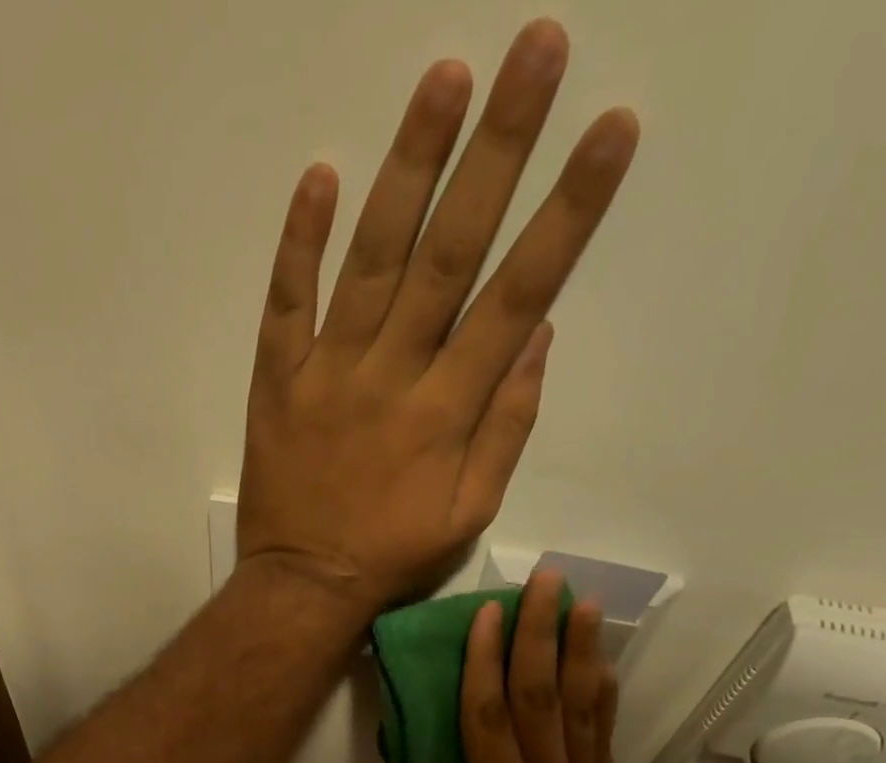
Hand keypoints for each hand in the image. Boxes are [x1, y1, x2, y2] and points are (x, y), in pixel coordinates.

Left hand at [235, 19, 637, 612]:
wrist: (304, 587)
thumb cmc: (392, 557)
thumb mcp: (470, 513)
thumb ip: (506, 428)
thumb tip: (536, 336)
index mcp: (447, 410)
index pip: (517, 294)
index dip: (567, 212)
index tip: (609, 131)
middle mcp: (392, 374)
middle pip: (450, 251)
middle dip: (499, 150)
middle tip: (536, 51)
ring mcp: (328, 372)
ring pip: (372, 257)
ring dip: (409, 165)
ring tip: (446, 76)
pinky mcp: (277, 381)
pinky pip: (285, 302)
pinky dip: (300, 242)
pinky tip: (320, 175)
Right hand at [421, 570, 617, 762]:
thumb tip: (429, 718)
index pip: (490, 720)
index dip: (483, 662)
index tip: (484, 613)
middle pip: (543, 701)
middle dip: (541, 636)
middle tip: (546, 583)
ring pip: (582, 709)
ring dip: (582, 650)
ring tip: (584, 601)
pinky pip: (601, 732)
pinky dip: (600, 689)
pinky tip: (600, 655)